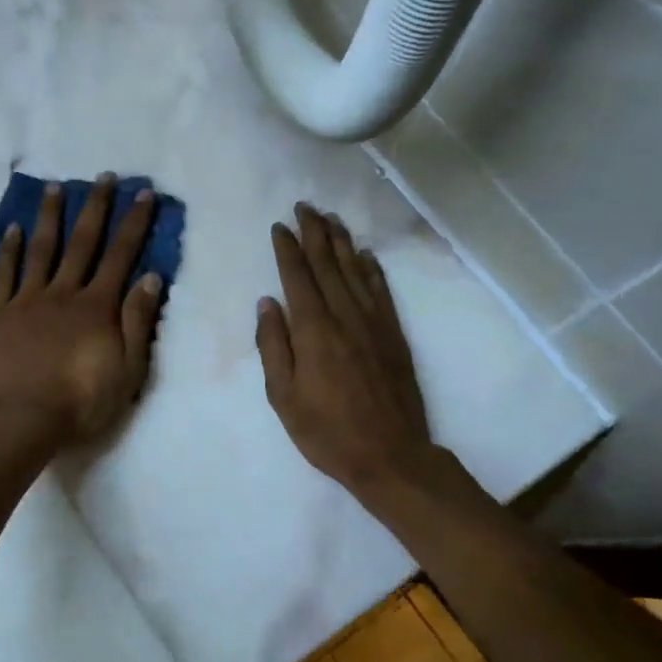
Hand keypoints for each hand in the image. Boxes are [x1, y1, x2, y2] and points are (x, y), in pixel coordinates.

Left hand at [0, 175, 164, 446]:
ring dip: (50, 216)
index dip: (134, 223)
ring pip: (42, 249)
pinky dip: (9, 250)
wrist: (22, 420)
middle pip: (83, 242)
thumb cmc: (81, 401)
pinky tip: (13, 229)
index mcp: (97, 306)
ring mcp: (28, 300)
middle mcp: (64, 293)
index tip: (144, 194)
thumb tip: (151, 277)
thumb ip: (138, 321)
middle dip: (96, 207)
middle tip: (104, 177)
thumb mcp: (128, 369)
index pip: (121, 255)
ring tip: (55, 187)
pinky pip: (4, 274)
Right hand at [256, 204, 436, 499]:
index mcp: (313, 330)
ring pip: (355, 271)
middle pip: (328, 265)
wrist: (391, 454)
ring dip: (342, 242)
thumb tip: (267, 303)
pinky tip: (365, 255)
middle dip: (315, 233)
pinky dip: (371, 269)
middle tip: (305, 206)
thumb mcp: (283, 397)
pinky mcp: (394, 335)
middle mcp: (344, 316)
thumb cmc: (327, 432)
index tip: (280, 226)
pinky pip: (381, 291)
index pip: (297, 278)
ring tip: (331, 218)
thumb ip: (273, 346)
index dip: (287, 249)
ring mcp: (374, 323)